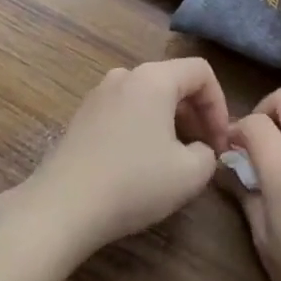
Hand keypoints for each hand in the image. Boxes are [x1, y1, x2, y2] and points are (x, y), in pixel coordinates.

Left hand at [26, 58, 230, 258]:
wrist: (60, 209)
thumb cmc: (132, 183)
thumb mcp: (189, 175)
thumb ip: (209, 155)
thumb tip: (201, 150)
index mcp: (154, 78)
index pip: (201, 72)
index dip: (219, 105)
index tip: (220, 143)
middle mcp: (126, 75)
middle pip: (174, 81)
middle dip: (196, 114)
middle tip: (204, 151)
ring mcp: (99, 94)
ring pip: (148, 97)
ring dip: (169, 122)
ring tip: (174, 159)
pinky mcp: (81, 117)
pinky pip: (125, 111)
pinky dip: (143, 128)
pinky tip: (140, 164)